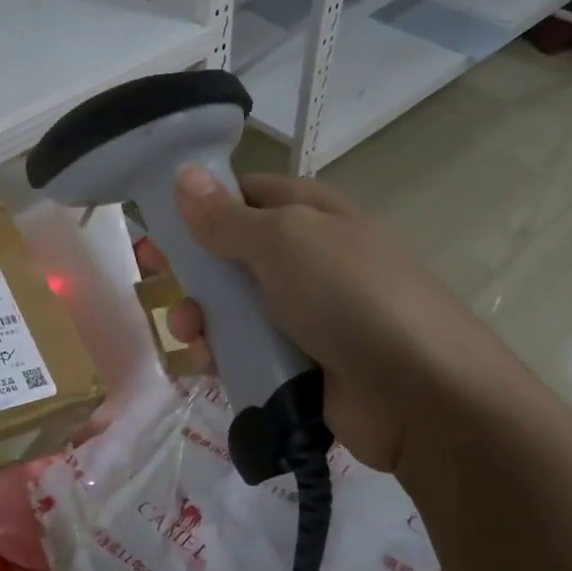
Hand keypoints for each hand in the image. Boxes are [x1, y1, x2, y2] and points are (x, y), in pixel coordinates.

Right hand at [141, 168, 486, 474]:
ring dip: (201, 318)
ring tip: (189, 334)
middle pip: (230, 255)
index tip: (154, 224)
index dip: (197, 205)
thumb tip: (185, 176)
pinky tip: (205, 367)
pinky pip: (247, 353)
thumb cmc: (349, 297)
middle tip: (149, 280)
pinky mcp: (300, 365)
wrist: (422, 395)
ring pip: (232, 309)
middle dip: (190, 269)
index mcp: (308, 215)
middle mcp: (305, 260)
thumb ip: (226, 217)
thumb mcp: (283, 242)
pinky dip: (221, 357)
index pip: (243, 195)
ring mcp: (304, 315)